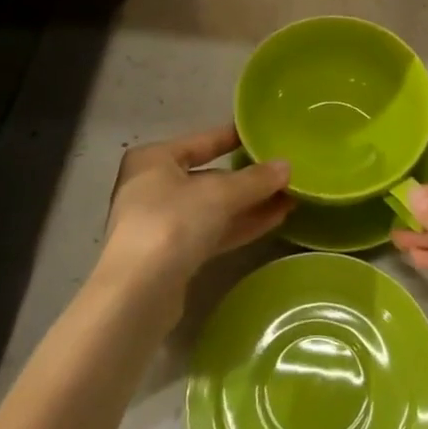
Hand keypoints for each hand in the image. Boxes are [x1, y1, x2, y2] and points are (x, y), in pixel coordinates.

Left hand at [97, 124, 291, 304]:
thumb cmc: (172, 223)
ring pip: (212, 208)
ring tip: (289, 198)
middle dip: (248, 179)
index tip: (263, 135)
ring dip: (249, 204)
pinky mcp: (171, 256)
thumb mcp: (220, 194)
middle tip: (285, 174)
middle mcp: (152, 187)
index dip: (233, 137)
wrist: (138, 293)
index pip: (202, 141)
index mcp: (154, 159)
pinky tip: (275, 220)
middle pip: (208, 177)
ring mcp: (161, 224)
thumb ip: (255, 179)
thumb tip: (287, 166)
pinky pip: (212, 232)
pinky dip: (240, 225)